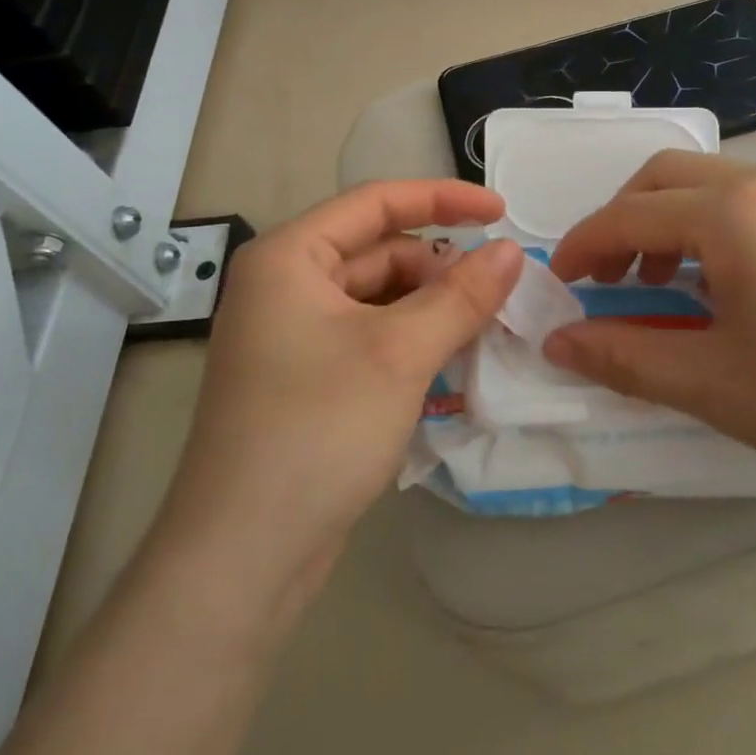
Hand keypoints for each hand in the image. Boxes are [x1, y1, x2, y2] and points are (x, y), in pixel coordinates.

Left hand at [150, 181, 522, 617]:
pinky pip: (370, 337)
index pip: (376, 202)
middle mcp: (284, 285)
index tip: (502, 211)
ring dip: (431, 308)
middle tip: (499, 294)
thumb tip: (511, 252)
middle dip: (440, 267)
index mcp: (290, 257)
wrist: (244, 555)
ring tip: (482, 329)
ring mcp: (292, 335)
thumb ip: (462, 295)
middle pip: (379, 252)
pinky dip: (412, 341)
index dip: (444, 198)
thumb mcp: (401, 353)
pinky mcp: (306, 379)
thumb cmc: (318, 429)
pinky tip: (450, 362)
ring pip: (379, 298)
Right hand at [544, 153, 755, 498]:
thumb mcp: (715, 384)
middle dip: (620, 220)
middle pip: (662, 176)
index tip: (560, 286)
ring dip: (665, 221)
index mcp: (731, 214)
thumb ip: (626, 357)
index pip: (628, 215)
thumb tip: (559, 342)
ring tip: (662, 285)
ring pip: (705, 182)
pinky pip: (745, 199)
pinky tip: (721, 284)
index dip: (582, 247)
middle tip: (609, 279)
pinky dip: (707, 226)